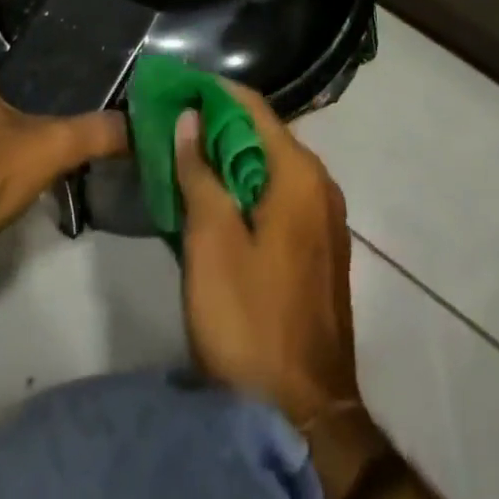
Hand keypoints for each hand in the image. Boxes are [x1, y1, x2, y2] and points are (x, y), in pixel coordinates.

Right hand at [176, 85, 389, 494]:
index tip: (178, 86)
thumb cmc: (250, 319)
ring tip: (187, 159)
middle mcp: (321, 184)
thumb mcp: (211, 242)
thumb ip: (200, 173)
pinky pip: (281, 198)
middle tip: (173, 125)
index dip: (215, 92)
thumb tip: (190, 118)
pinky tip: (218, 202)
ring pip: (272, 168)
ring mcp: (325, 218)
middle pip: (265, 136)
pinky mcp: (320, 249)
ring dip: (231, 160)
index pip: (254, 108)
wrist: (303, 413)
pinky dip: (249, 189)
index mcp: (299, 173)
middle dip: (219, 127)